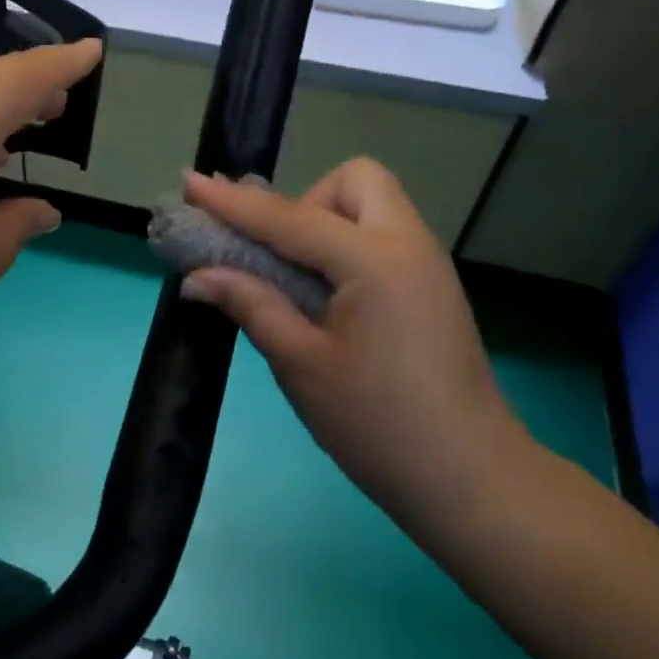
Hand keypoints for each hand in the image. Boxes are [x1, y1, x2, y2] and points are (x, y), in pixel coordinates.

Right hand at [178, 159, 539, 546]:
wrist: (468, 479)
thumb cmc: (376, 424)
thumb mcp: (300, 364)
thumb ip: (251, 304)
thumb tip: (197, 276)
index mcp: (375, 262)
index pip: (291, 218)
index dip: (234, 204)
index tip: (190, 184)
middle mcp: (408, 245)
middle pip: (355, 180)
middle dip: (306, 200)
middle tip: (280, 253)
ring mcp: (427, 264)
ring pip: (373, 205)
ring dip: (327, 220)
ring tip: (296, 274)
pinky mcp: (432, 287)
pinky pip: (383, 236)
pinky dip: (346, 244)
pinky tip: (324, 291)